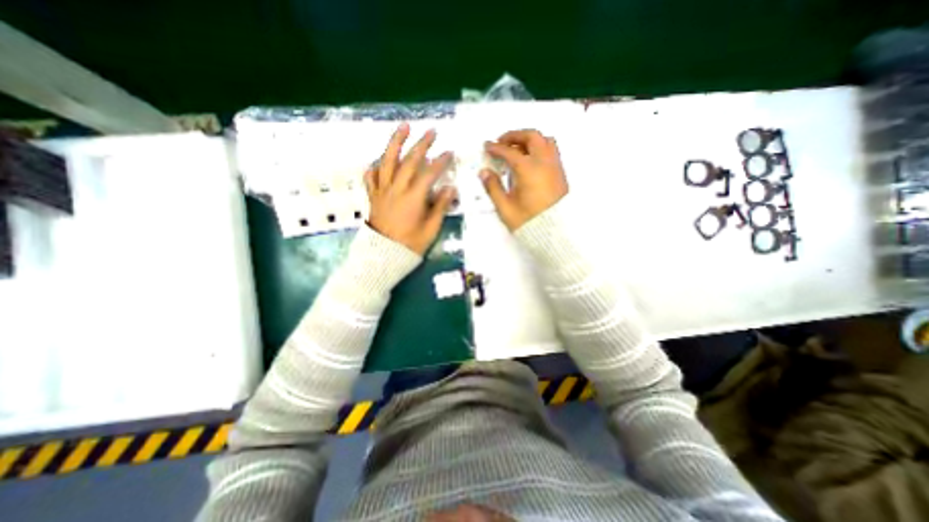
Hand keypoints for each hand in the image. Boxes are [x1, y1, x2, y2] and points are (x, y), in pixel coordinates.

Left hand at [365, 124, 455, 254]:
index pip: (429, 174)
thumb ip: (439, 207)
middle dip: (421, 144)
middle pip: (409, 161)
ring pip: (387, 161)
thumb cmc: (410, 245)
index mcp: (413, 198)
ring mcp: (382, 191)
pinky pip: (371, 177)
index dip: (440, 162)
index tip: (449, 153)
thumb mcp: (430, 229)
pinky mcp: (373, 196)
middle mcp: (396, 189)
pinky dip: (375, 166)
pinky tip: (379, 161)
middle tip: (431, 131)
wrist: (383, 255)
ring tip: (403, 127)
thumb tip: (449, 188)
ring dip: (395, 142)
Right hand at [484, 129, 570, 229]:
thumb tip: (484, 172)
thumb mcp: (505, 207)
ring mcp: (555, 167)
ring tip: (517, 148)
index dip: (496, 148)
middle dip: (515, 135)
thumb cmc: (528, 221)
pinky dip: (540, 148)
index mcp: (528, 169)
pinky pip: (552, 151)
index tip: (487, 146)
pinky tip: (530, 160)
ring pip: (545, 141)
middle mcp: (544, 162)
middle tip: (502, 142)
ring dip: (530, 140)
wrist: (554, 233)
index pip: (510, 152)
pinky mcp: (561, 174)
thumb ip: (493, 188)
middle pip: (532, 137)